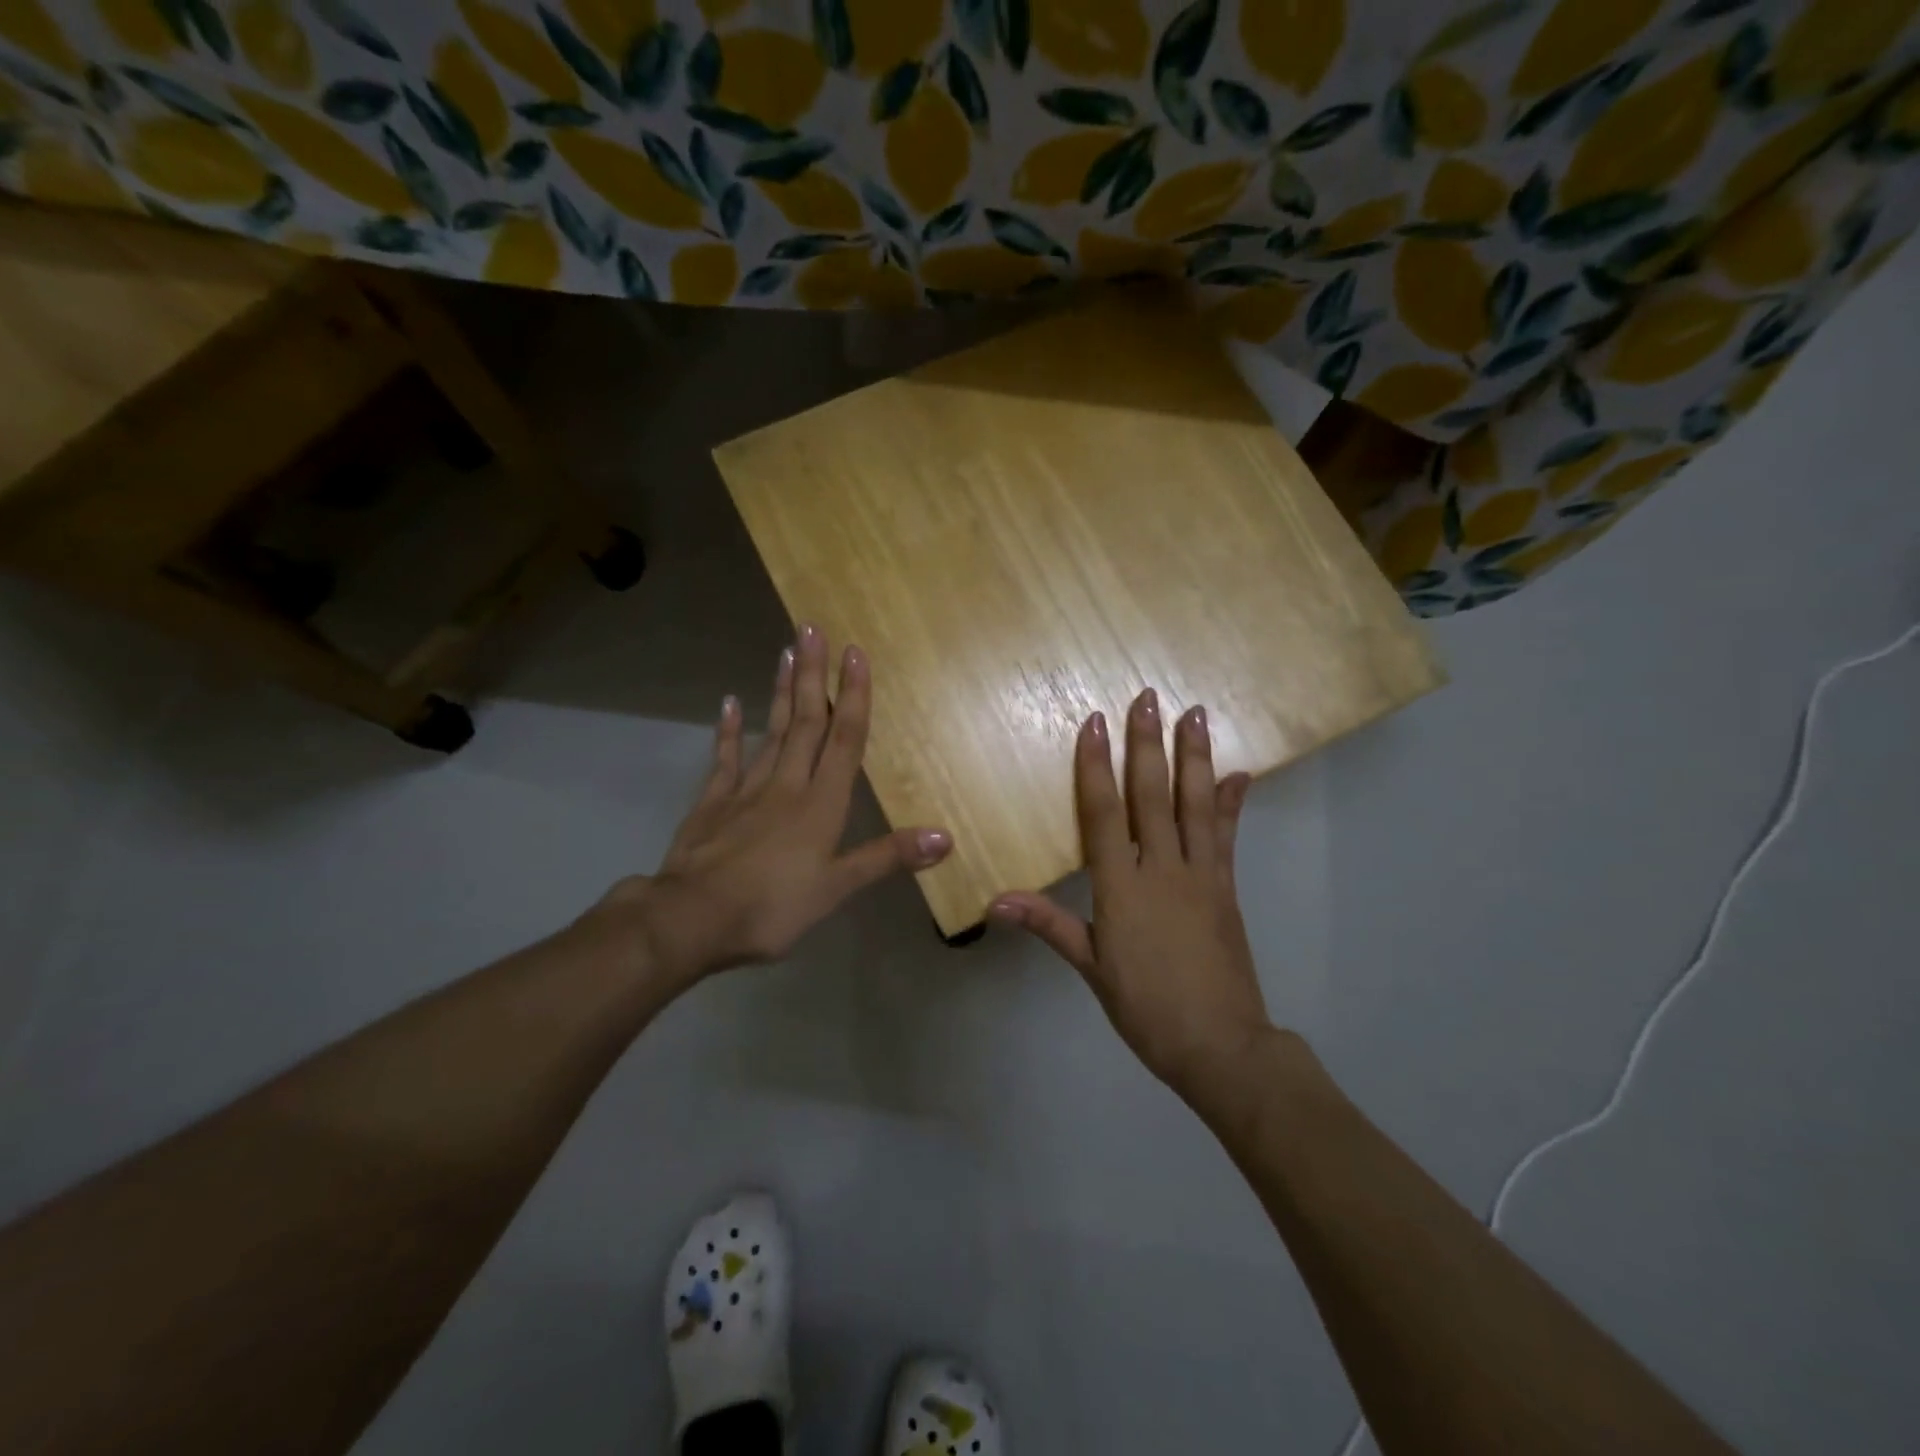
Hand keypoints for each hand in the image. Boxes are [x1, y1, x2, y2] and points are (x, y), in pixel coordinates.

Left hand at [595, 626, 951, 989]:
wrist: (691, 919)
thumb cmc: (771, 907)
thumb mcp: (837, 889)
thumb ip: (887, 858)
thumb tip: (944, 836)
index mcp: (821, 803)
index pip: (844, 739)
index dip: (852, 696)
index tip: (855, 653)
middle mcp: (787, 784)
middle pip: (805, 722)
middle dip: (813, 675)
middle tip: (812, 628)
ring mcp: (746, 790)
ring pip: (770, 731)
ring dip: (780, 691)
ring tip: (786, 651)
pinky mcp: (712, 802)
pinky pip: (724, 758)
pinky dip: (728, 730)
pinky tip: (730, 702)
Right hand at [991, 689, 1268, 1100]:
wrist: (1220, 1045)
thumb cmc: (1146, 1007)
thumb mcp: (1091, 969)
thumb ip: (1048, 925)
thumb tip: (994, 902)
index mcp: (1122, 887)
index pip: (1104, 814)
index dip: (1097, 767)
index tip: (1095, 724)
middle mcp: (1162, 869)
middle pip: (1151, 797)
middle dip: (1147, 744)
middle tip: (1148, 698)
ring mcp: (1201, 875)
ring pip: (1195, 805)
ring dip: (1193, 757)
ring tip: (1194, 714)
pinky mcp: (1226, 887)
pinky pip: (1228, 836)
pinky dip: (1232, 802)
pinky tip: (1239, 773)